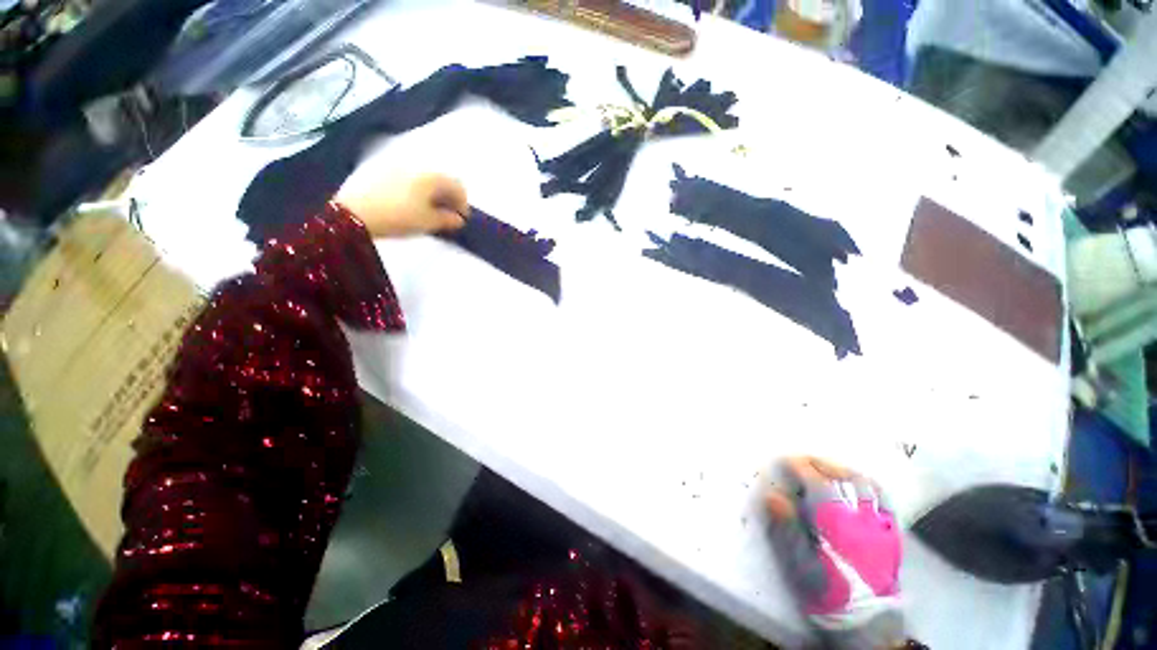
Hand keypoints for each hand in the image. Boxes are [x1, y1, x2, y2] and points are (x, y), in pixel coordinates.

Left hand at [336, 173, 468, 238]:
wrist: (353, 213)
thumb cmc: (398, 216)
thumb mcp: (428, 222)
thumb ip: (448, 220)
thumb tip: (458, 219)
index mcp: (431, 176)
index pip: (457, 186)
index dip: (463, 204)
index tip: (462, 219)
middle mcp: (416, 164)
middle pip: (441, 179)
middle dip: (448, 197)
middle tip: (447, 215)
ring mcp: (396, 164)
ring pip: (423, 177)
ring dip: (432, 192)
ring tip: (429, 210)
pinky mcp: (379, 168)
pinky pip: (407, 176)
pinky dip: (415, 188)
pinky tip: (410, 202)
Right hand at [765, 457, 904, 649]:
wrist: (868, 623)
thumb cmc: (828, 593)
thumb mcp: (800, 565)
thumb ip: (787, 528)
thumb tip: (772, 495)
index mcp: (834, 523)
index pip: (815, 481)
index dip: (798, 466)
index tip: (783, 461)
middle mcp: (859, 517)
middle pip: (840, 476)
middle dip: (817, 463)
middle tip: (801, 460)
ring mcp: (879, 523)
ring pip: (863, 484)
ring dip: (841, 470)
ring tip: (825, 466)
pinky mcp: (892, 532)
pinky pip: (884, 499)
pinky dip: (868, 484)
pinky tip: (857, 482)